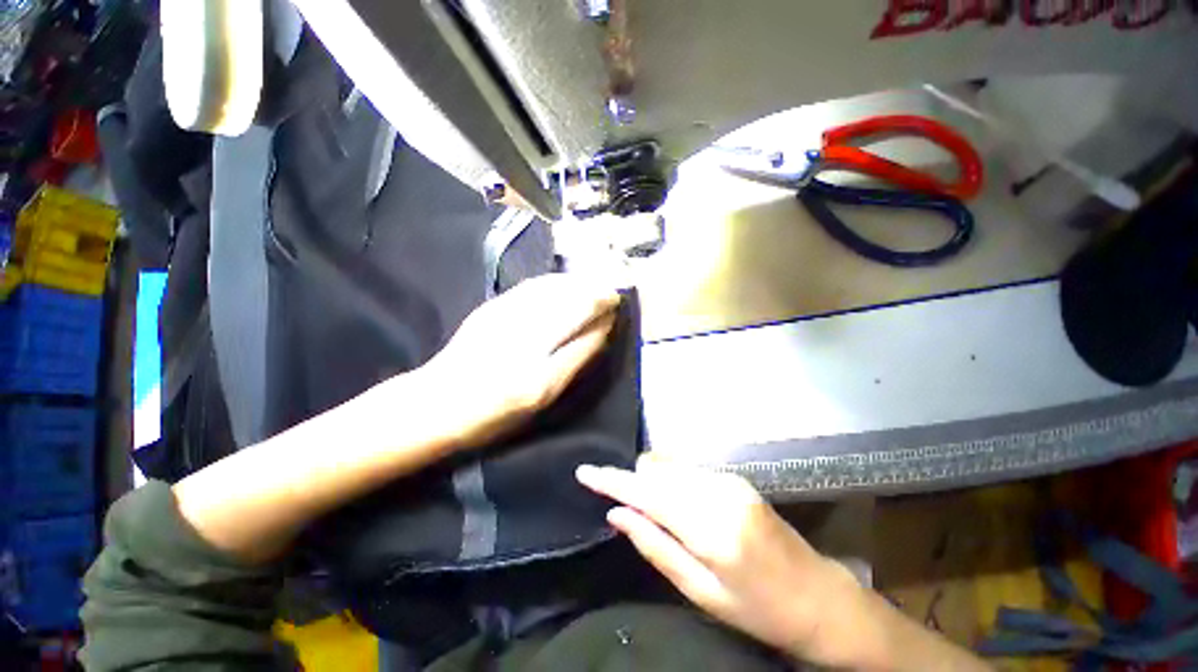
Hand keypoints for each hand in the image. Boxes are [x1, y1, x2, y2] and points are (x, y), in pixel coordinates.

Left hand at [413, 274, 620, 449]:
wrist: (436, 402)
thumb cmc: (492, 412)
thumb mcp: (541, 398)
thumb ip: (573, 362)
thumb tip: (600, 332)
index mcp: (540, 367)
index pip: (582, 323)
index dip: (604, 311)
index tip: (618, 306)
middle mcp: (525, 333)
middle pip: (570, 300)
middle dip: (595, 293)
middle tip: (611, 295)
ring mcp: (506, 314)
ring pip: (552, 288)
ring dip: (576, 285)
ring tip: (592, 287)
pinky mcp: (492, 307)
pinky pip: (532, 287)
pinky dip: (553, 283)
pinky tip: (561, 286)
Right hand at [576, 456, 867, 662]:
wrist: (819, 596)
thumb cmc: (759, 610)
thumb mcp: (701, 592)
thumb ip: (655, 546)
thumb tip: (617, 514)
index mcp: (711, 528)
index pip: (647, 493)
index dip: (612, 481)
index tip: (584, 471)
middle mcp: (718, 492)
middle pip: (656, 471)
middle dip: (631, 481)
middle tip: (621, 507)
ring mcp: (729, 480)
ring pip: (670, 466)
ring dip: (650, 480)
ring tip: (647, 509)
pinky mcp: (734, 478)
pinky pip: (687, 470)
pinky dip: (670, 481)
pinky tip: (673, 503)